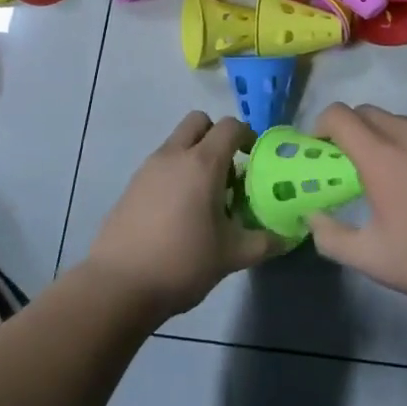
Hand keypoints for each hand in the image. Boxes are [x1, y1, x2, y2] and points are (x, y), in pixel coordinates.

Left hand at [83, 112, 286, 320]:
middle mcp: (175, 155)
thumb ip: (263, 242)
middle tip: (228, 171)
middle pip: (199, 121)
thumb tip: (287, 237)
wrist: (119, 284)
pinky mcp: (132, 185)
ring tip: (205, 198)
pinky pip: (161, 164)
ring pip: (178, 142)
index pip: (230, 126)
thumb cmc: (182, 262)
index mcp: (203, 163)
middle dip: (216, 136)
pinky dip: (175, 173)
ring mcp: (149, 167)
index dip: (247, 136)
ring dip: (195, 155)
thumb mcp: (231, 255)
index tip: (255, 160)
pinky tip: (179, 212)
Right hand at [306, 104, 406, 313]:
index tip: (319, 150)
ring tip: (393, 176)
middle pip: (366, 112)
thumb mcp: (373, 259)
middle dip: (350, 131)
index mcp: (381, 155)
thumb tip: (314, 216)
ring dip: (383, 138)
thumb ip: (331, 237)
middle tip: (351, 166)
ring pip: (398, 121)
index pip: (338, 115)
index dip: (320, 126)